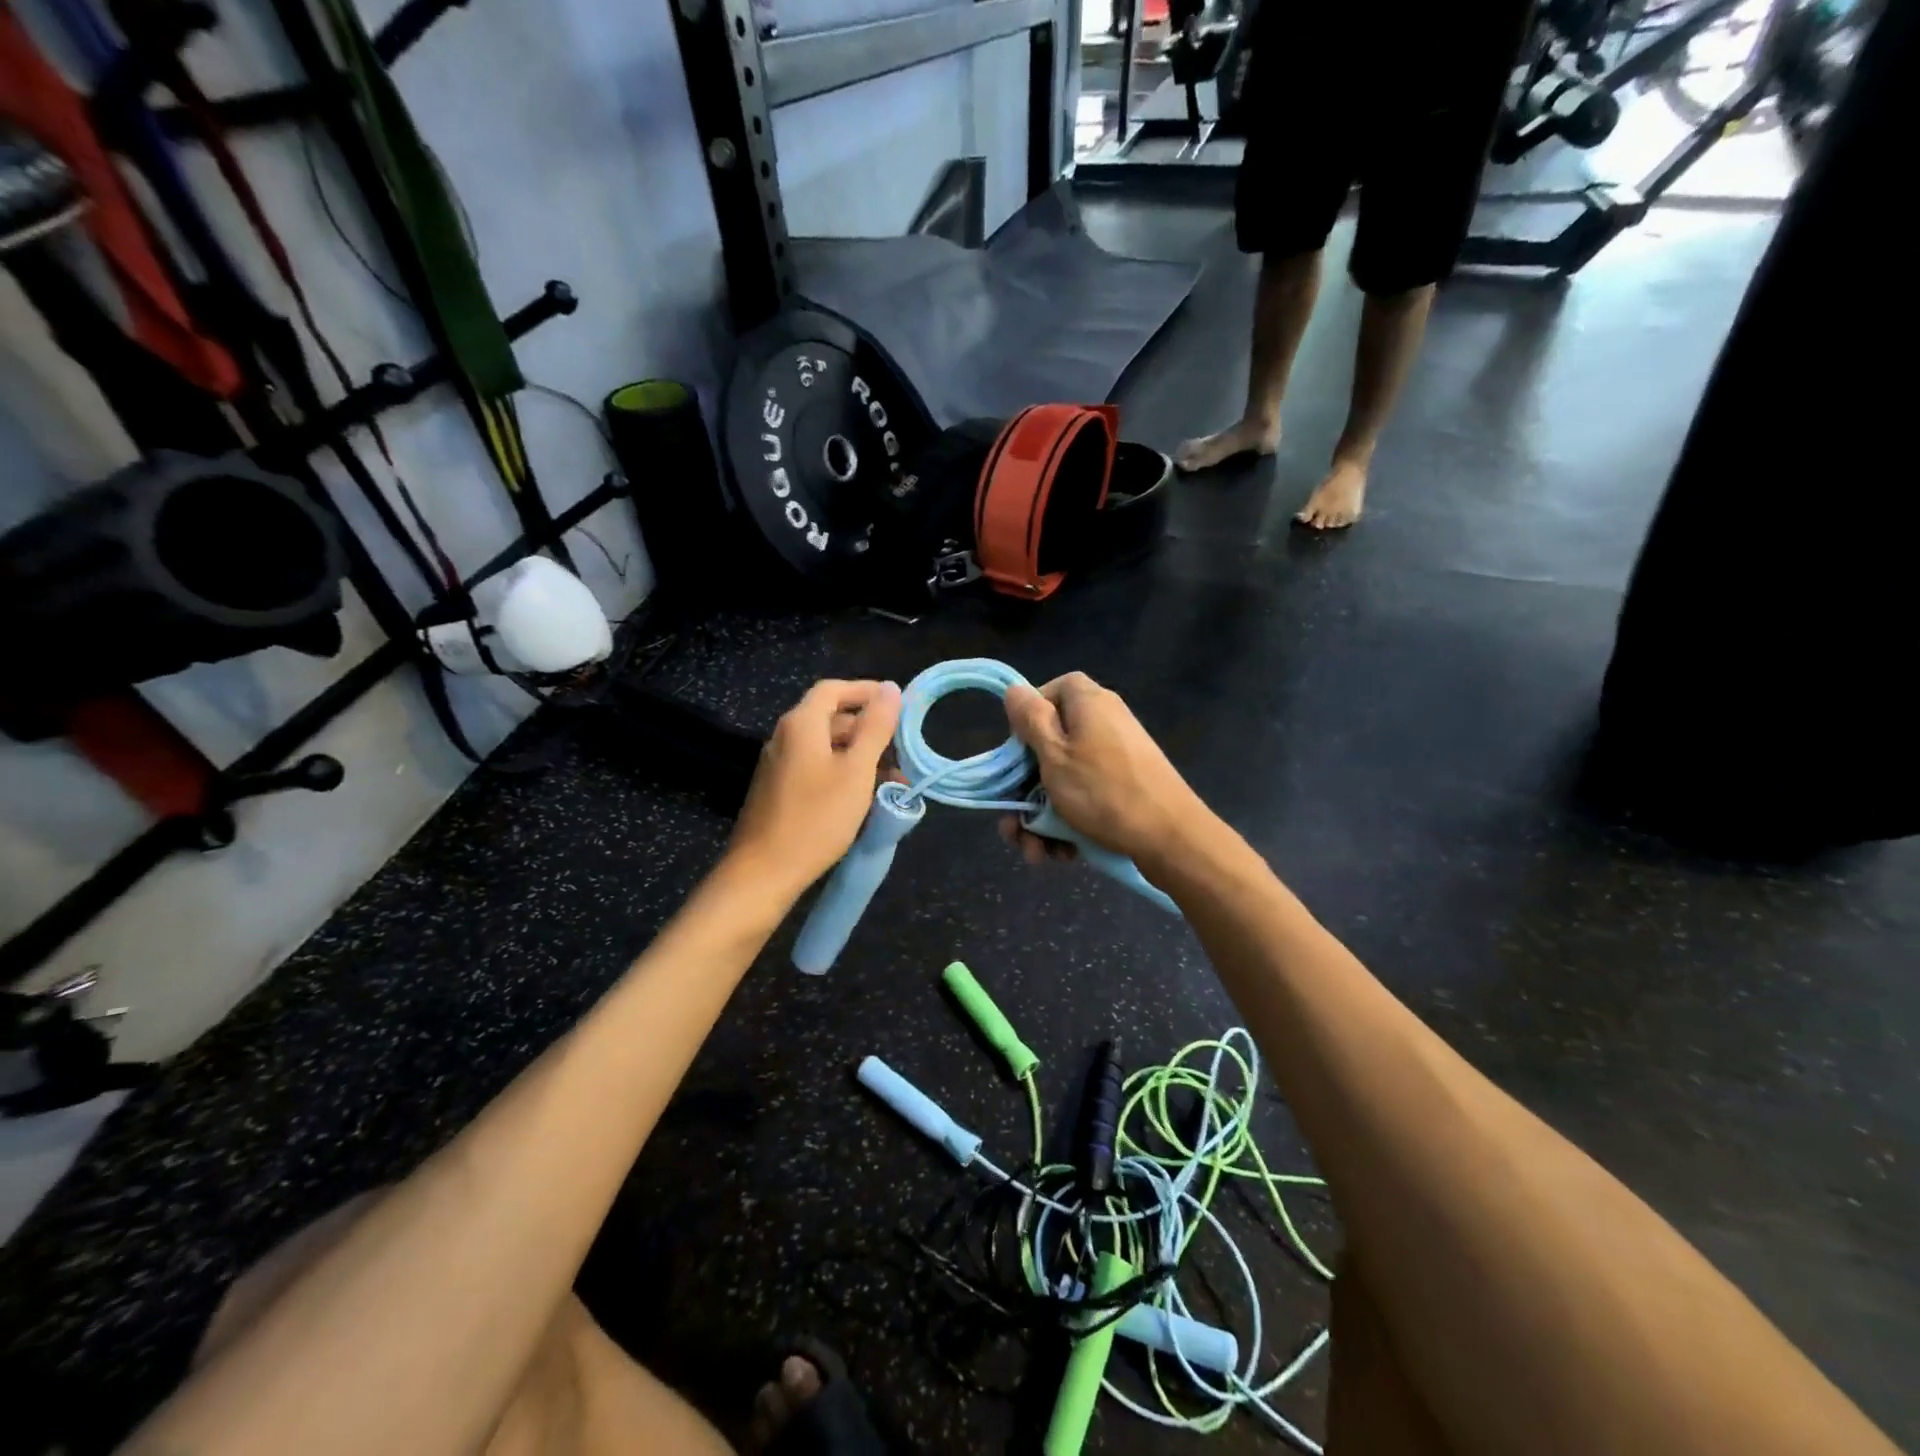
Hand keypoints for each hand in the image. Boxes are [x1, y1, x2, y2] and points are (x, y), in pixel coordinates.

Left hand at [729, 679, 901, 897]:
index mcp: (801, 724)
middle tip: (902, 752)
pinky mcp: (779, 789)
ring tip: (892, 781)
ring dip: (860, 756)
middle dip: (870, 730)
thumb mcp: (856, 771)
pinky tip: (864, 797)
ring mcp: (779, 764)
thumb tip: (891, 688)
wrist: (763, 872)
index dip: (867, 691)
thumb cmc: (816, 818)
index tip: (899, 705)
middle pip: (832, 718)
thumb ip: (875, 727)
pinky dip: (843, 773)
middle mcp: (786, 736)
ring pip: (827, 746)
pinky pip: (817, 767)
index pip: (835, 689)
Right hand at [999, 672, 1208, 870]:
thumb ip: (1031, 719)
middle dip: (1025, 788)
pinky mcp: (1125, 786)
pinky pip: (1086, 796)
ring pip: (1064, 778)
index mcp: (1088, 703)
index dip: (1029, 717)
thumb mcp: (1054, 754)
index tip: (1017, 749)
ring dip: (1042, 815)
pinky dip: (1069, 821)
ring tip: (1034, 851)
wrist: (1170, 837)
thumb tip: (1015, 689)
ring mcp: (1116, 757)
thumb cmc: (1102, 790)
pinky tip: (1061, 852)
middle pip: (1052, 743)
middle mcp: (1104, 723)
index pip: (1051, 690)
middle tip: (1013, 823)